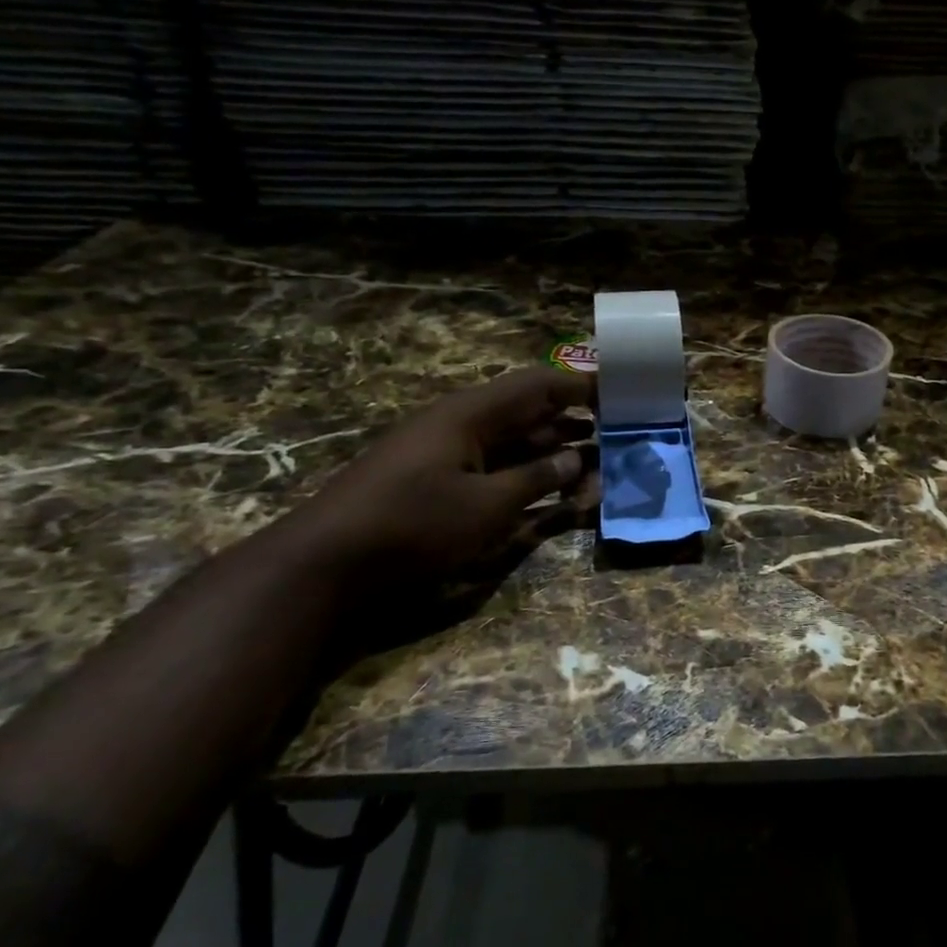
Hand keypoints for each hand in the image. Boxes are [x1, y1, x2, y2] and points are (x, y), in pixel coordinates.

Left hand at [276, 366, 596, 587]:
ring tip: (595, 469)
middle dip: (573, 424)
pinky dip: (525, 475)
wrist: (326, 561)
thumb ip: (537, 480)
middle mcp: (461, 423)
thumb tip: (576, 458)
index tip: (620, 396)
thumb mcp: (487, 506)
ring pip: (512, 442)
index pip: (539, 385)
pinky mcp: (435, 480)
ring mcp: (446, 452)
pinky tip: (549, 493)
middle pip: (528, 412)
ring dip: (552, 452)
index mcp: (472, 414)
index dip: (581, 387)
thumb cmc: (413, 524)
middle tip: (615, 440)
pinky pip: (493, 466)